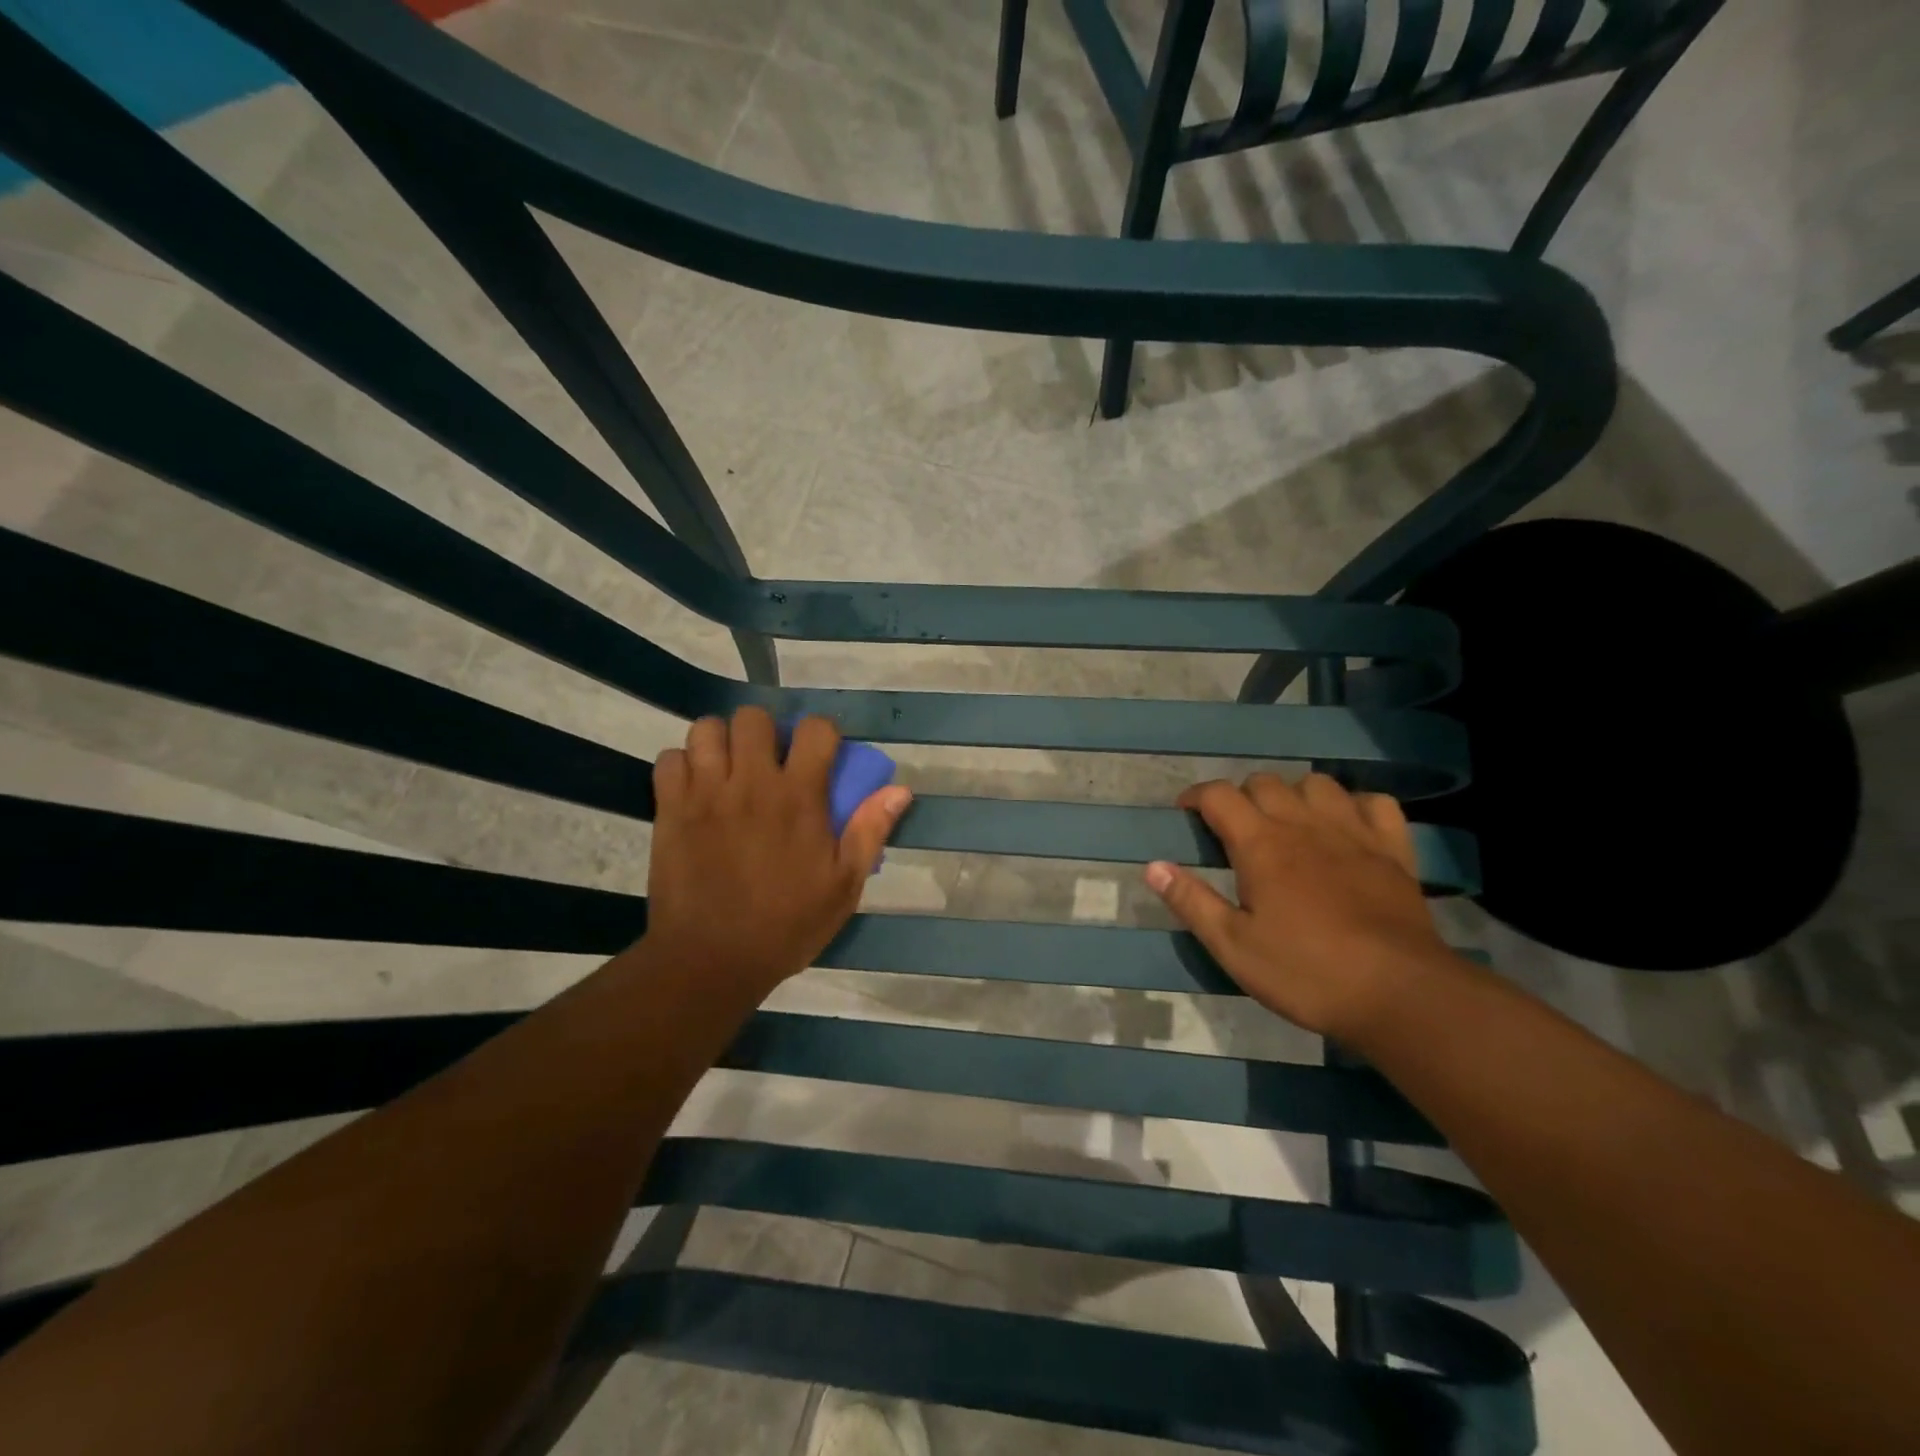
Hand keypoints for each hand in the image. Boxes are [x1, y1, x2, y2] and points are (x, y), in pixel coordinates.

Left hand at [646, 708, 911, 991]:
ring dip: (721, 743)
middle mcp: (751, 783)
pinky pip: (669, 759)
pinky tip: (694, 790)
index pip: (815, 729)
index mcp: (799, 797)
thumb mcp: (843, 886)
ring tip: (728, 770)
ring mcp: (705, 793)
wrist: (711, 960)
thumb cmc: (786, 925)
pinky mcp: (669, 809)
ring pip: (707, 730)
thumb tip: (900, 790)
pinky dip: (682, 766)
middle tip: (768, 762)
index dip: (822, 733)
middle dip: (765, 731)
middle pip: (753, 718)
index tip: (820, 754)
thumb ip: (870, 831)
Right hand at [1143, 773, 1452, 1039]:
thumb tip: (1152, 866)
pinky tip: (1346, 827)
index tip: (1186, 814)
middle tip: (1235, 831)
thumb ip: (1192, 902)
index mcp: (1261, 845)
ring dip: (1294, 795)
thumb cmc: (1306, 972)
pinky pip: (1375, 802)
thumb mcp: (1234, 947)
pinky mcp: (1393, 849)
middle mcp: (1304, 824)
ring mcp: (1353, 832)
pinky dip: (1354, 804)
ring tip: (1288, 825)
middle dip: (1242, 797)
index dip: (1196, 797)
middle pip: (1265, 782)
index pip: (1219, 795)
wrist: (1399, 993)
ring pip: (1317, 783)